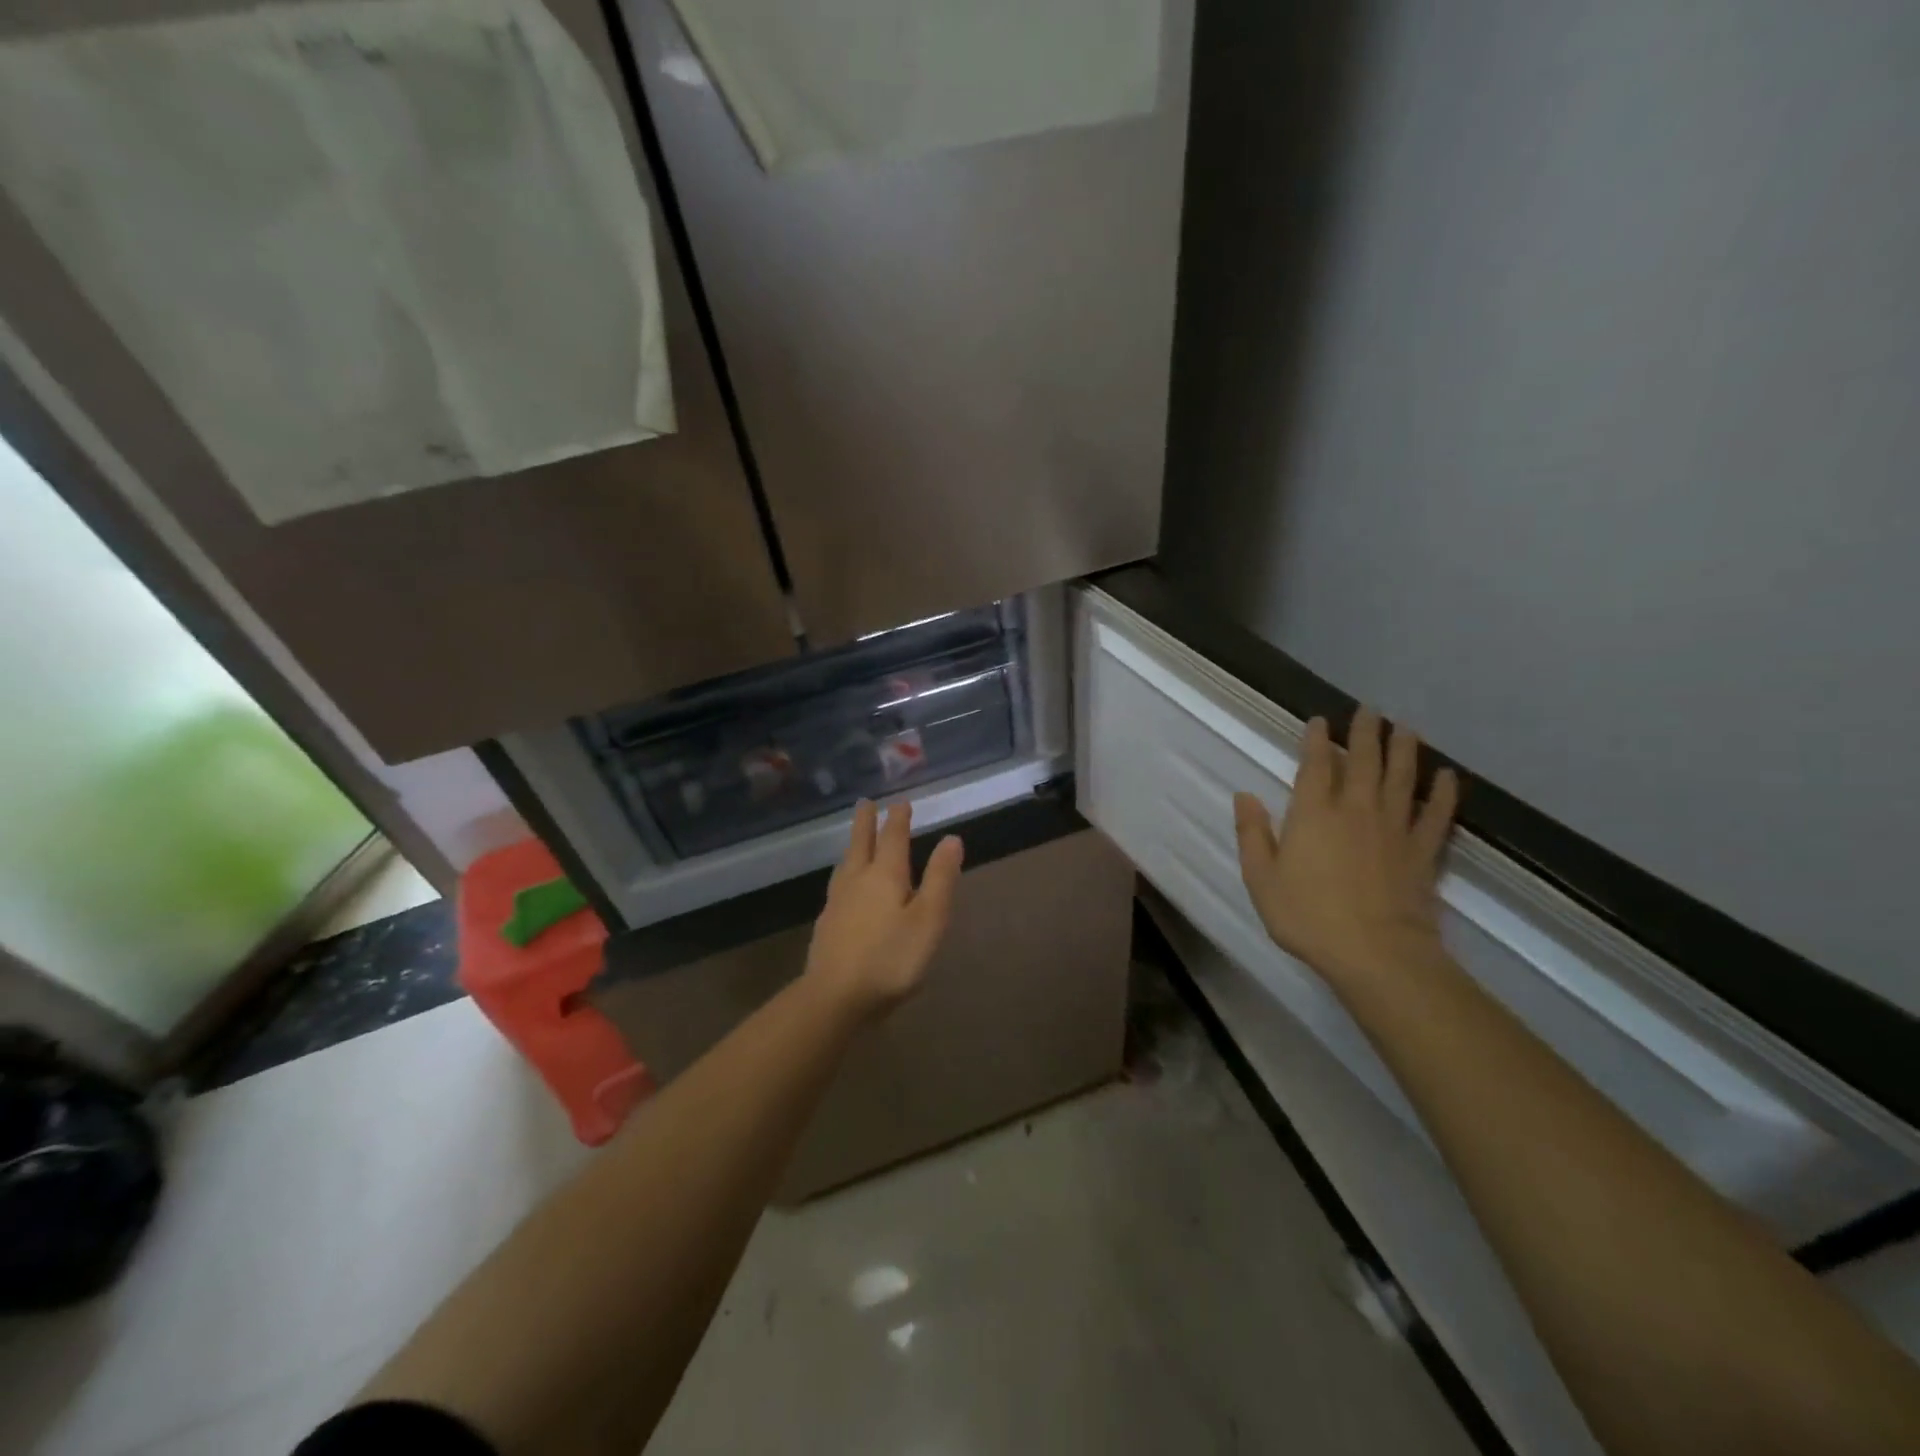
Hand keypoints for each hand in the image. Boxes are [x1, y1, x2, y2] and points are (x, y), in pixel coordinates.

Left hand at [805, 799, 963, 1020]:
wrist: (834, 997)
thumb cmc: (890, 958)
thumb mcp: (928, 919)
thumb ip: (940, 878)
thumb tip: (951, 838)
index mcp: (885, 875)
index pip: (893, 838)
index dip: (898, 819)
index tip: (900, 803)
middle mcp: (858, 880)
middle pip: (861, 843)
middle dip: (866, 822)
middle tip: (865, 803)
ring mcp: (838, 902)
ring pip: (846, 864)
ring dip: (852, 845)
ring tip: (854, 840)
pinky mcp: (827, 924)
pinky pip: (838, 886)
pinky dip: (845, 874)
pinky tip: (844, 887)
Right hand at [1234, 707, 1459, 988]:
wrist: (1376, 952)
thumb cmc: (1308, 915)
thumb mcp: (1261, 878)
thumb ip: (1253, 834)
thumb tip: (1244, 796)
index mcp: (1313, 813)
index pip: (1315, 765)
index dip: (1316, 740)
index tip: (1319, 721)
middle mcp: (1355, 809)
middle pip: (1362, 761)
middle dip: (1364, 732)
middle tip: (1368, 709)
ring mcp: (1394, 828)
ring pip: (1401, 777)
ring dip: (1403, 749)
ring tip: (1405, 726)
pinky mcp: (1422, 850)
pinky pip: (1436, 814)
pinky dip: (1444, 793)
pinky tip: (1448, 776)